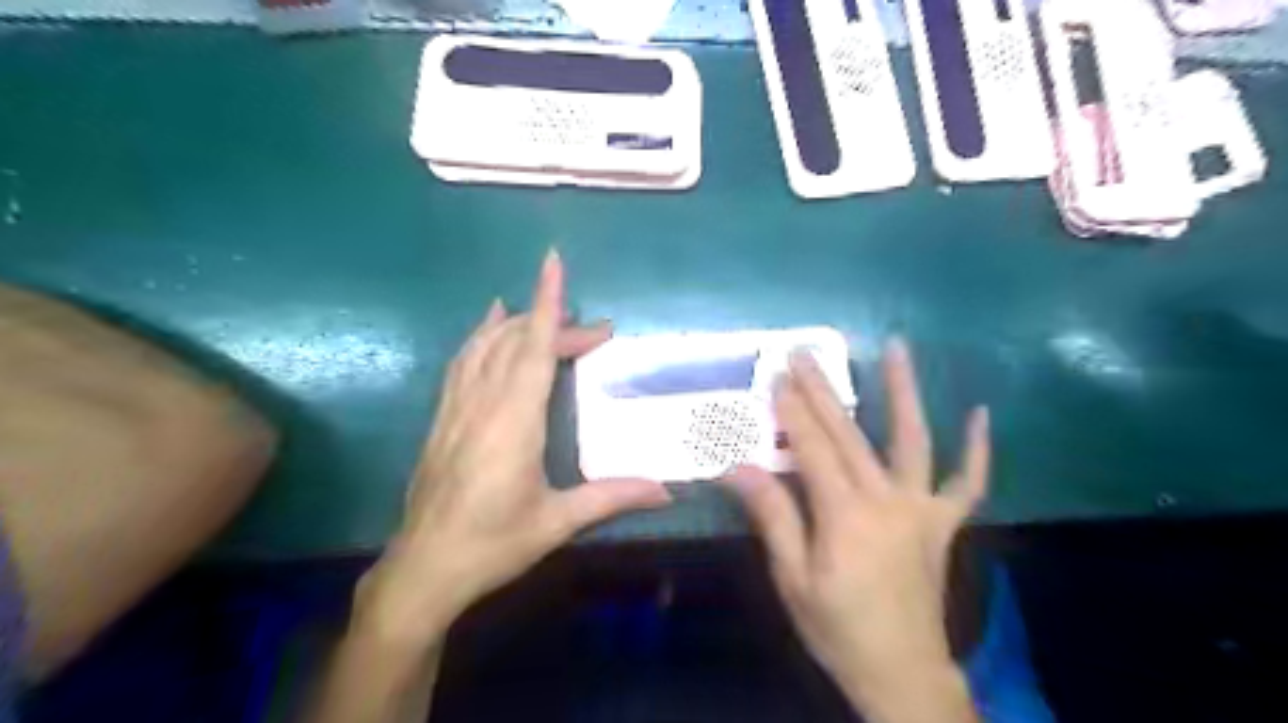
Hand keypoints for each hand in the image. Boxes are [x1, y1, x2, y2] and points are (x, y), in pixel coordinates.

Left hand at [354, 252, 667, 646]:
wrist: (423, 569)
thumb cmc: (493, 544)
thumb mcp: (556, 522)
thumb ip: (611, 497)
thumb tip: (667, 490)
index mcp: (513, 421)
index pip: (533, 348)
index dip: (547, 303)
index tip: (554, 263)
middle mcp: (482, 403)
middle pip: (517, 343)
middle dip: (554, 323)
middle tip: (596, 332)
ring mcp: (456, 408)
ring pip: (484, 346)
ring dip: (516, 323)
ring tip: (542, 310)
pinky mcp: (442, 419)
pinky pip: (462, 363)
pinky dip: (480, 338)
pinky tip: (488, 330)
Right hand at [724, 340, 988, 722]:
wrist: (902, 672)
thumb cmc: (837, 627)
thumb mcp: (793, 578)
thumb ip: (773, 517)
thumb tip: (739, 468)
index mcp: (845, 516)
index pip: (812, 448)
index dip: (793, 410)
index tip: (777, 375)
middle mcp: (887, 501)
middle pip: (849, 434)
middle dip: (822, 390)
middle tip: (804, 353)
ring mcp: (922, 509)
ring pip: (913, 440)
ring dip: (904, 391)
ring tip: (897, 348)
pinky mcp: (944, 524)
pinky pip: (967, 482)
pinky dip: (977, 449)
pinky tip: (982, 414)